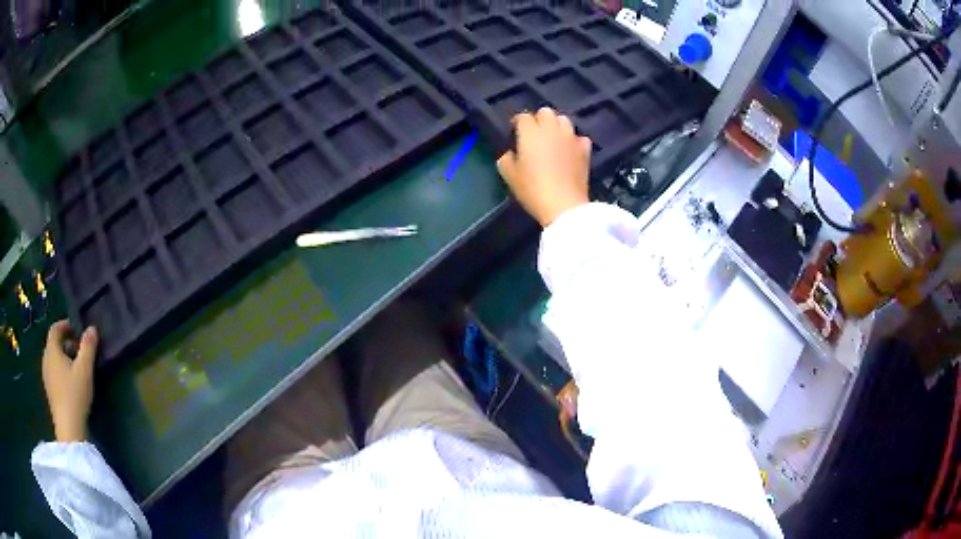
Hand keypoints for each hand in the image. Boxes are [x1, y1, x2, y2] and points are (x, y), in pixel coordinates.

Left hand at [42, 320, 97, 441]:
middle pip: (54, 344)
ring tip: (78, 366)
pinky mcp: (50, 391)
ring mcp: (47, 377)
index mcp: (52, 350)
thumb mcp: (85, 370)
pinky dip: (62, 370)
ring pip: (54, 359)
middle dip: (66, 342)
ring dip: (64, 357)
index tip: (76, 327)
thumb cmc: (75, 394)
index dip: (65, 325)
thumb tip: (92, 328)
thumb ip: (88, 347)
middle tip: (80, 348)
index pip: (55, 329)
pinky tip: (72, 382)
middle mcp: (46, 359)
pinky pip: (55, 372)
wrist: (68, 428)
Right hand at [497, 107, 591, 226]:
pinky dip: (574, 141)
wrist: (564, 206)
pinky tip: (570, 151)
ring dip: (557, 126)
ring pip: (564, 120)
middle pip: (545, 112)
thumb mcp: (509, 176)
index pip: (522, 117)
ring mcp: (571, 138)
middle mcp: (551, 129)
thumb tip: (510, 153)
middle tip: (535, 135)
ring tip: (553, 139)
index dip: (517, 123)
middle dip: (539, 119)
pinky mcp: (585, 150)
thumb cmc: (533, 190)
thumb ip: (506, 159)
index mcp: (530, 133)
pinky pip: (579, 137)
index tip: (514, 133)